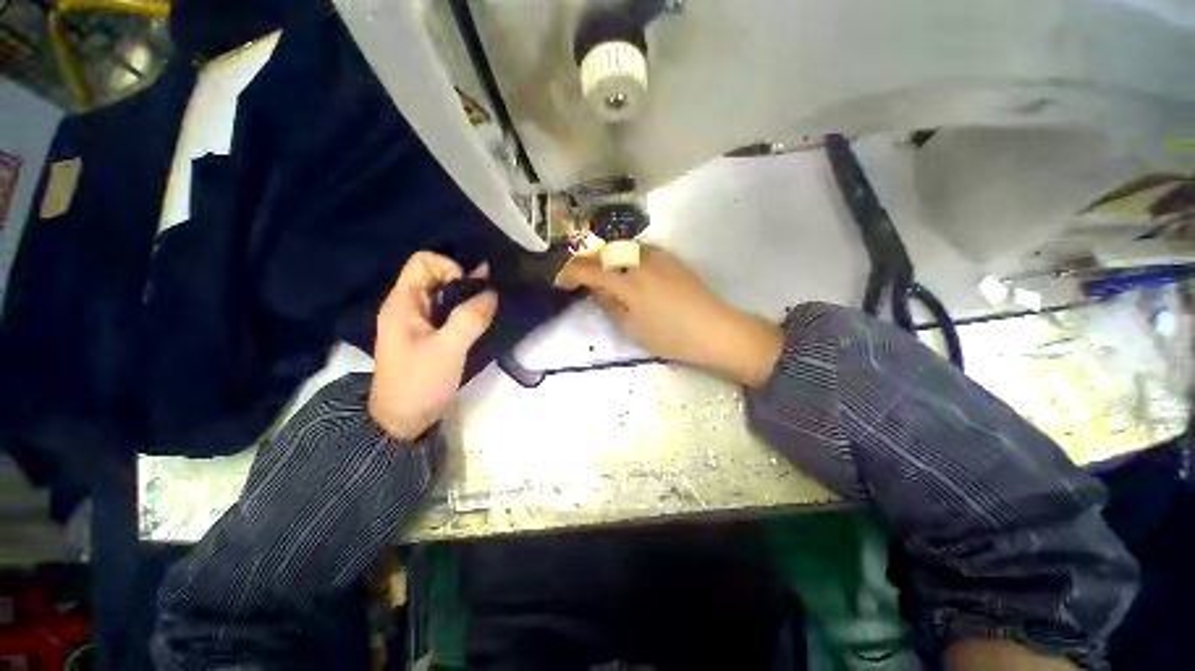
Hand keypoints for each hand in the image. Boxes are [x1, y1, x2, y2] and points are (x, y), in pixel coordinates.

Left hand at [369, 252, 497, 440]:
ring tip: (491, 308)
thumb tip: (492, 293)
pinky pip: (449, 313)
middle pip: (437, 275)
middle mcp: (408, 306)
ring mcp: (418, 321)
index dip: (450, 268)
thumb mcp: (447, 350)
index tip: (469, 292)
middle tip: (487, 301)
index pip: (424, 261)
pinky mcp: (429, 335)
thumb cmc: (419, 383)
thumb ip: (470, 319)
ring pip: (445, 295)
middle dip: (464, 282)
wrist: (401, 421)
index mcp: (403, 303)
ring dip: (468, 298)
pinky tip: (484, 318)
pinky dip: (467, 312)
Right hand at [556, 245, 783, 386]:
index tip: (560, 282)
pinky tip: (628, 273)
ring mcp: (658, 255)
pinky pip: (640, 251)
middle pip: (604, 251)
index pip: (588, 269)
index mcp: (628, 281)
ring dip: (606, 258)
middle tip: (580, 279)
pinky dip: (626, 258)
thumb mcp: (632, 328)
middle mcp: (640, 259)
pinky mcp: (671, 257)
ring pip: (622, 248)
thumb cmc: (671, 336)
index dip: (569, 274)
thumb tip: (597, 290)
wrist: (716, 330)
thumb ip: (610, 305)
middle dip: (587, 262)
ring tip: (602, 275)